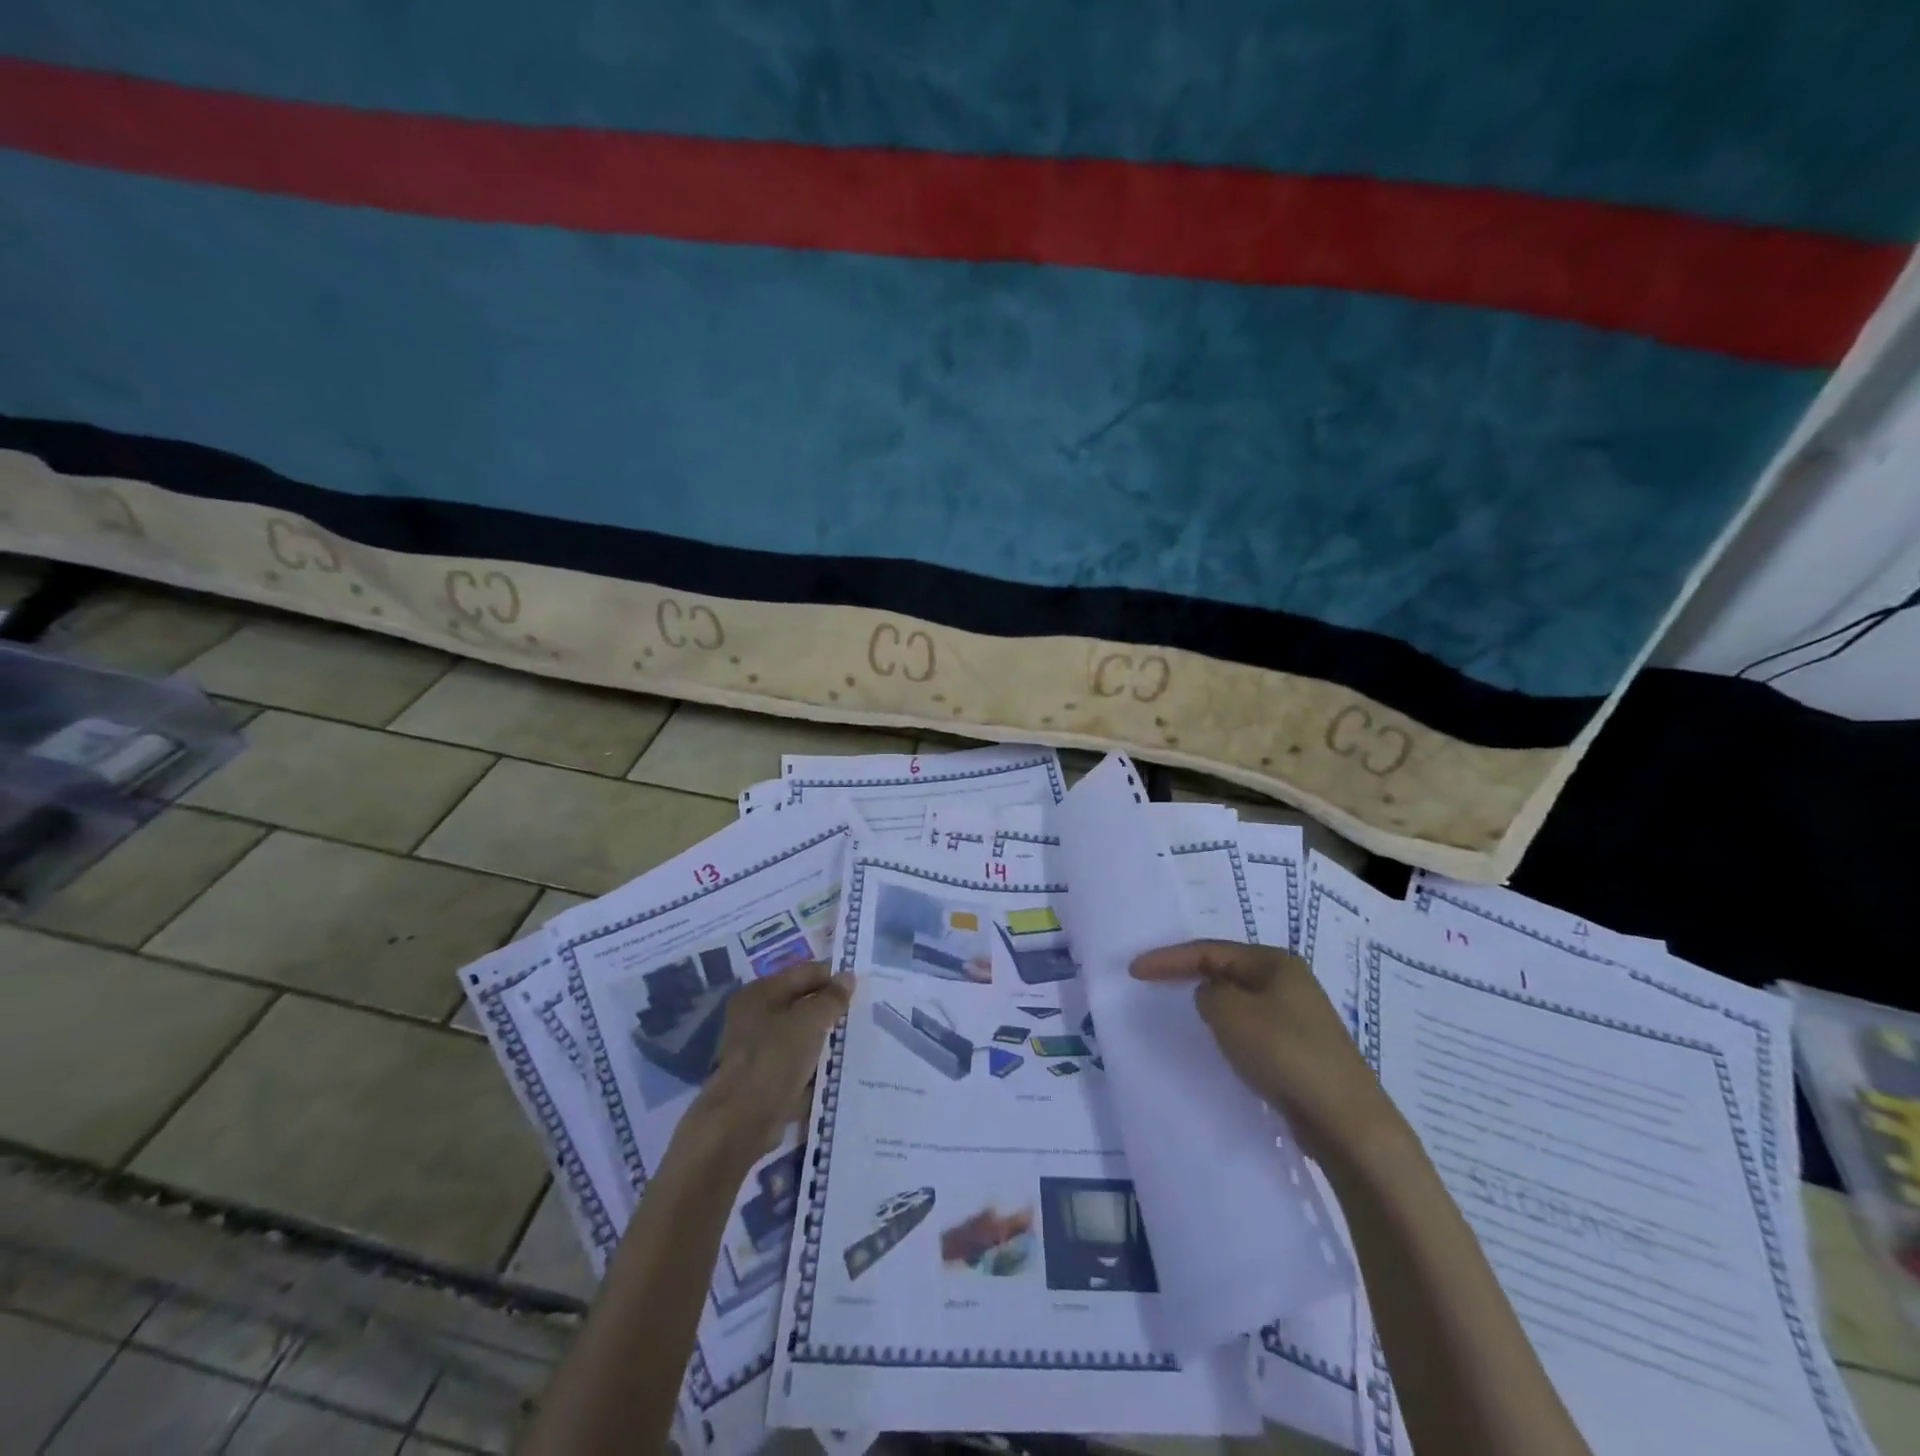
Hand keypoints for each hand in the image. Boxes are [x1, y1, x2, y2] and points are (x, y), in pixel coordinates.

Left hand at [686, 960, 854, 1160]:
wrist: (742, 1121)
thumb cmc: (775, 1058)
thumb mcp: (810, 1021)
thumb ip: (832, 998)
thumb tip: (848, 977)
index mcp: (761, 992)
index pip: (804, 973)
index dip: (833, 976)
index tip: (862, 985)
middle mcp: (755, 1016)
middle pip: (802, 1004)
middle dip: (831, 1008)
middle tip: (864, 1011)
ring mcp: (759, 1049)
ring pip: (802, 1035)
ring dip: (826, 1038)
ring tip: (858, 1038)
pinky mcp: (766, 1078)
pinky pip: (799, 1064)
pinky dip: (816, 1065)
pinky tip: (841, 1067)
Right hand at [1130, 940, 1398, 1162]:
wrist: (1345, 1121)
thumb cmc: (1284, 1052)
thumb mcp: (1230, 1012)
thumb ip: (1209, 993)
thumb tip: (1212, 997)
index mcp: (1275, 962)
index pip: (1209, 950)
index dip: (1168, 958)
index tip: (1134, 970)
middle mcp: (1289, 981)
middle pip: (1226, 969)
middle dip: (1189, 974)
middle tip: (1153, 982)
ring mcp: (1298, 1017)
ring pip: (1240, 1000)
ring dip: (1210, 1004)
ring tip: (1180, 1010)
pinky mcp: (1299, 1050)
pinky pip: (1252, 1027)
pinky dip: (1229, 1029)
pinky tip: (1219, 1043)